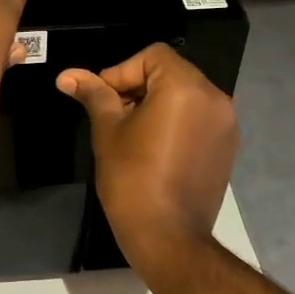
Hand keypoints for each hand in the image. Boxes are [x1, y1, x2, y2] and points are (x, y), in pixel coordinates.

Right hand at [56, 44, 238, 263]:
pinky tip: (155, 148)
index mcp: (185, 86)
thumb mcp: (107, 130)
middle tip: (113, 115)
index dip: (121, 71)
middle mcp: (214, 98)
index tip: (103, 99)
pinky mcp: (227, 147)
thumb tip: (67, 75)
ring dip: (157, 103)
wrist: (169, 237)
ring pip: (185, 95)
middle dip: (138, 87)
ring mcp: (226, 124)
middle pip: (170, 72)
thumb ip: (93, 95)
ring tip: (132, 133)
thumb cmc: (132, 178)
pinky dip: (176, 121)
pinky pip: (199, 118)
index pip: (152, 56)